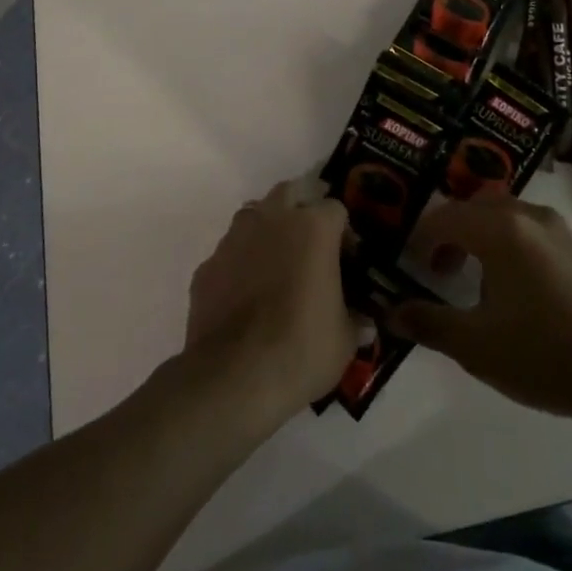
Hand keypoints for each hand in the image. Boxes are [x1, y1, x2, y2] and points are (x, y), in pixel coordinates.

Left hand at [184, 179, 360, 426]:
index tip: (347, 260)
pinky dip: (239, 264)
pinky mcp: (207, 266)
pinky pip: (229, 253)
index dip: (344, 232)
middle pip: (289, 193)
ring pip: (253, 216)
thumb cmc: (302, 348)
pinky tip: (245, 294)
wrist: (234, 377)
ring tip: (276, 265)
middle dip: (301, 210)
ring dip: (267, 230)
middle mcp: (272, 220)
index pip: (335, 208)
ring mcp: (234, 239)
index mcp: (313, 228)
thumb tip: (364, 324)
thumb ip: (354, 321)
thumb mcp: (344, 340)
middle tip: (311, 245)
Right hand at [388, 193, 571, 423]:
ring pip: (509, 216)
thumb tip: (391, 313)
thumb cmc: (543, 355)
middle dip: (453, 232)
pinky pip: (536, 231)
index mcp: (500, 229)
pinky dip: (516, 245)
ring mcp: (563, 230)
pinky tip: (523, 291)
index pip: (445, 217)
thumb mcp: (475, 345)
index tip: (415, 267)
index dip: (423, 239)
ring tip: (481, 283)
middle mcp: (530, 216)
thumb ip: (428, 323)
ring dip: (485, 237)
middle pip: (478, 206)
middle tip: (443, 269)